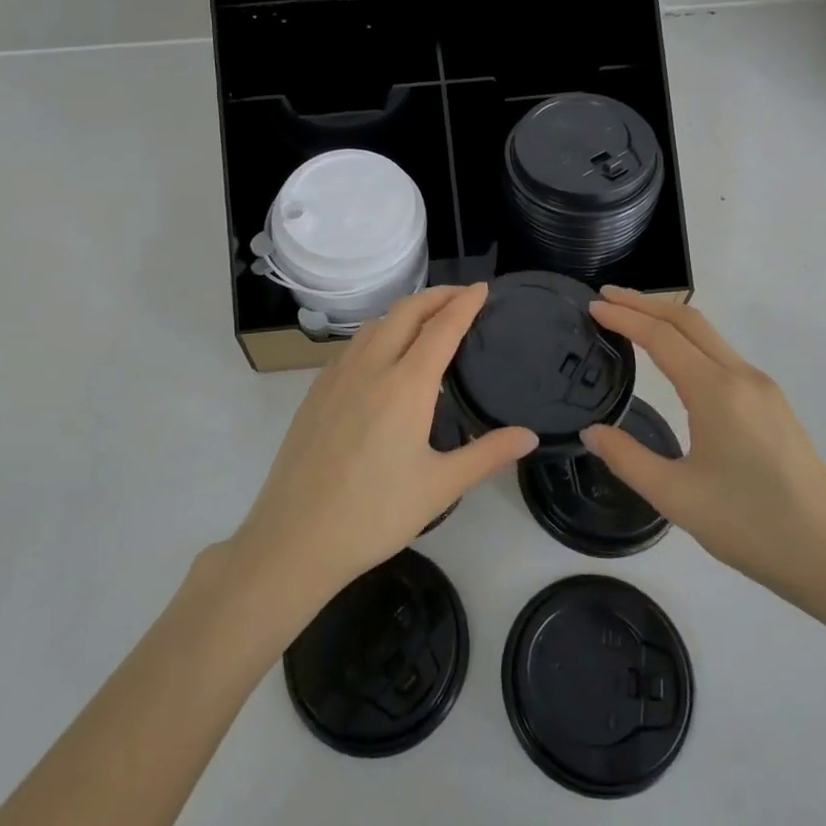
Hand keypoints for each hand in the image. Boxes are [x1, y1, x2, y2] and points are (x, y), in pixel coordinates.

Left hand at [229, 284, 537, 610]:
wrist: (295, 537)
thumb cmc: (375, 514)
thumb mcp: (440, 487)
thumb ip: (488, 455)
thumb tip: (529, 436)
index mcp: (405, 385)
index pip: (441, 327)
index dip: (464, 303)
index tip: (483, 288)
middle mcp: (370, 367)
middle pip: (406, 312)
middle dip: (437, 296)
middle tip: (462, 296)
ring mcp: (337, 376)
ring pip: (375, 324)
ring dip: (405, 311)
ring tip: (427, 319)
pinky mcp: (315, 391)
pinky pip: (353, 345)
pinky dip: (378, 332)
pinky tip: (383, 354)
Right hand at [581, 287, 825, 619]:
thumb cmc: (750, 526)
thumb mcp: (675, 496)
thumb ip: (626, 457)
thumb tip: (591, 430)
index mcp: (717, 391)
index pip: (661, 336)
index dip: (624, 316)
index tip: (592, 305)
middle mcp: (743, 377)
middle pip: (689, 320)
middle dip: (645, 303)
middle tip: (606, 297)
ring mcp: (764, 389)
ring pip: (709, 336)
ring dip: (668, 320)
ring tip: (632, 320)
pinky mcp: (774, 406)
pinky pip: (723, 355)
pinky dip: (689, 341)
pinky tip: (674, 359)